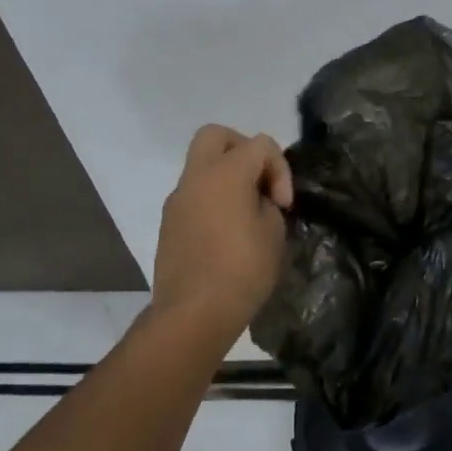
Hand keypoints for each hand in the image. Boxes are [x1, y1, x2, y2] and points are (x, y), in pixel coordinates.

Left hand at [152, 125, 294, 341]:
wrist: (192, 314)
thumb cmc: (241, 270)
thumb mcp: (274, 233)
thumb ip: (268, 203)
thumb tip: (256, 200)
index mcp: (225, 172)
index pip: (260, 144)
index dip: (280, 169)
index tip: (283, 204)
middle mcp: (196, 177)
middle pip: (216, 136)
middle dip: (242, 150)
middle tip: (258, 181)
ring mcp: (177, 199)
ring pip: (202, 165)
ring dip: (226, 176)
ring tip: (246, 211)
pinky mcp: (168, 222)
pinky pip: (194, 194)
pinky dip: (212, 198)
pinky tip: (226, 232)